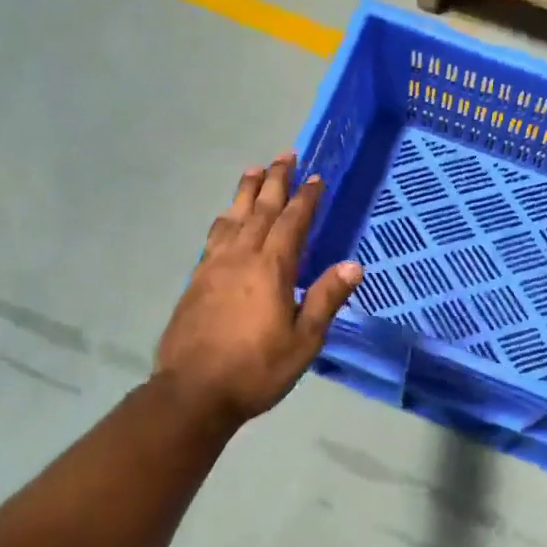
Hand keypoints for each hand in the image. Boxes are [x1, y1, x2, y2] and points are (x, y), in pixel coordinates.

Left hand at [154, 155, 363, 426]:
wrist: (193, 390)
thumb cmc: (256, 369)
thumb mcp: (303, 340)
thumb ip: (325, 299)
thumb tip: (353, 265)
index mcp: (271, 268)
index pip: (292, 223)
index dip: (306, 199)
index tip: (317, 178)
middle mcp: (240, 257)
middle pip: (260, 209)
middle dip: (275, 181)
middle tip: (285, 155)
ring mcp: (213, 266)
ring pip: (232, 218)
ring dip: (245, 192)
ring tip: (253, 171)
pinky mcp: (196, 281)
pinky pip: (214, 237)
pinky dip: (225, 220)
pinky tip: (225, 220)